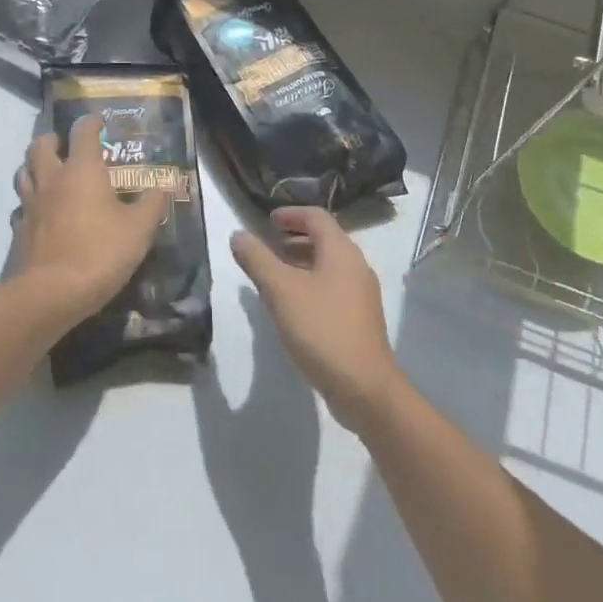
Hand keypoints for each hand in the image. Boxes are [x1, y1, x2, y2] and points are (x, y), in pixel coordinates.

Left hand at [15, 114, 167, 320]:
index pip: (82, 132)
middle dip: (53, 140)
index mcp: (82, 170)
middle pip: (41, 145)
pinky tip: (42, 214)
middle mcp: (52, 179)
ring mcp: (31, 204)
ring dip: (35, 167)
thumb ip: (153, 203)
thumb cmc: (100, 252)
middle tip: (66, 146)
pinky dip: (30, 204)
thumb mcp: (139, 228)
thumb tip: (163, 185)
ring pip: (24, 173)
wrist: (52, 293)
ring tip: (50, 175)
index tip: (99, 123)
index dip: (91, 123)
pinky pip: (22, 207)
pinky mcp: (20, 230)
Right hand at [231, 208, 400, 433]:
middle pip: (325, 239)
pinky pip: (332, 287)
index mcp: (341, 251)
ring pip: (328, 265)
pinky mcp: (360, 318)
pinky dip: (310, 283)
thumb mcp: (280, 291)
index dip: (290, 214)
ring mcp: (361, 294)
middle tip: (267, 246)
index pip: (316, 217)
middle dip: (294, 238)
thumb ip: (257, 259)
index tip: (267, 221)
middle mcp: (356, 266)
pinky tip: (292, 305)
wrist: (363, 386)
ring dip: (301, 262)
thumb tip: (238, 234)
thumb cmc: (321, 329)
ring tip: (274, 274)